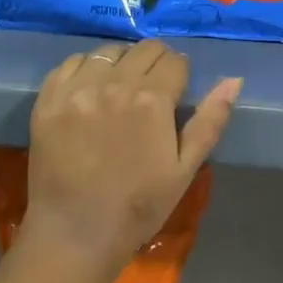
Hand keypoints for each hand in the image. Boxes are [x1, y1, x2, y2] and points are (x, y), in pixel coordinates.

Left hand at [24, 39, 241, 279]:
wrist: (75, 234)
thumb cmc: (138, 206)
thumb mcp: (185, 169)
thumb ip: (210, 121)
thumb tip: (234, 80)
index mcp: (152, 100)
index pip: (175, 60)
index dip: (180, 74)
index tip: (176, 91)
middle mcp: (114, 84)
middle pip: (143, 49)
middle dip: (155, 62)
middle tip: (151, 89)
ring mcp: (77, 89)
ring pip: (108, 51)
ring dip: (121, 62)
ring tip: (120, 87)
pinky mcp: (48, 99)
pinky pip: (70, 63)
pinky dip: (85, 68)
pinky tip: (90, 89)